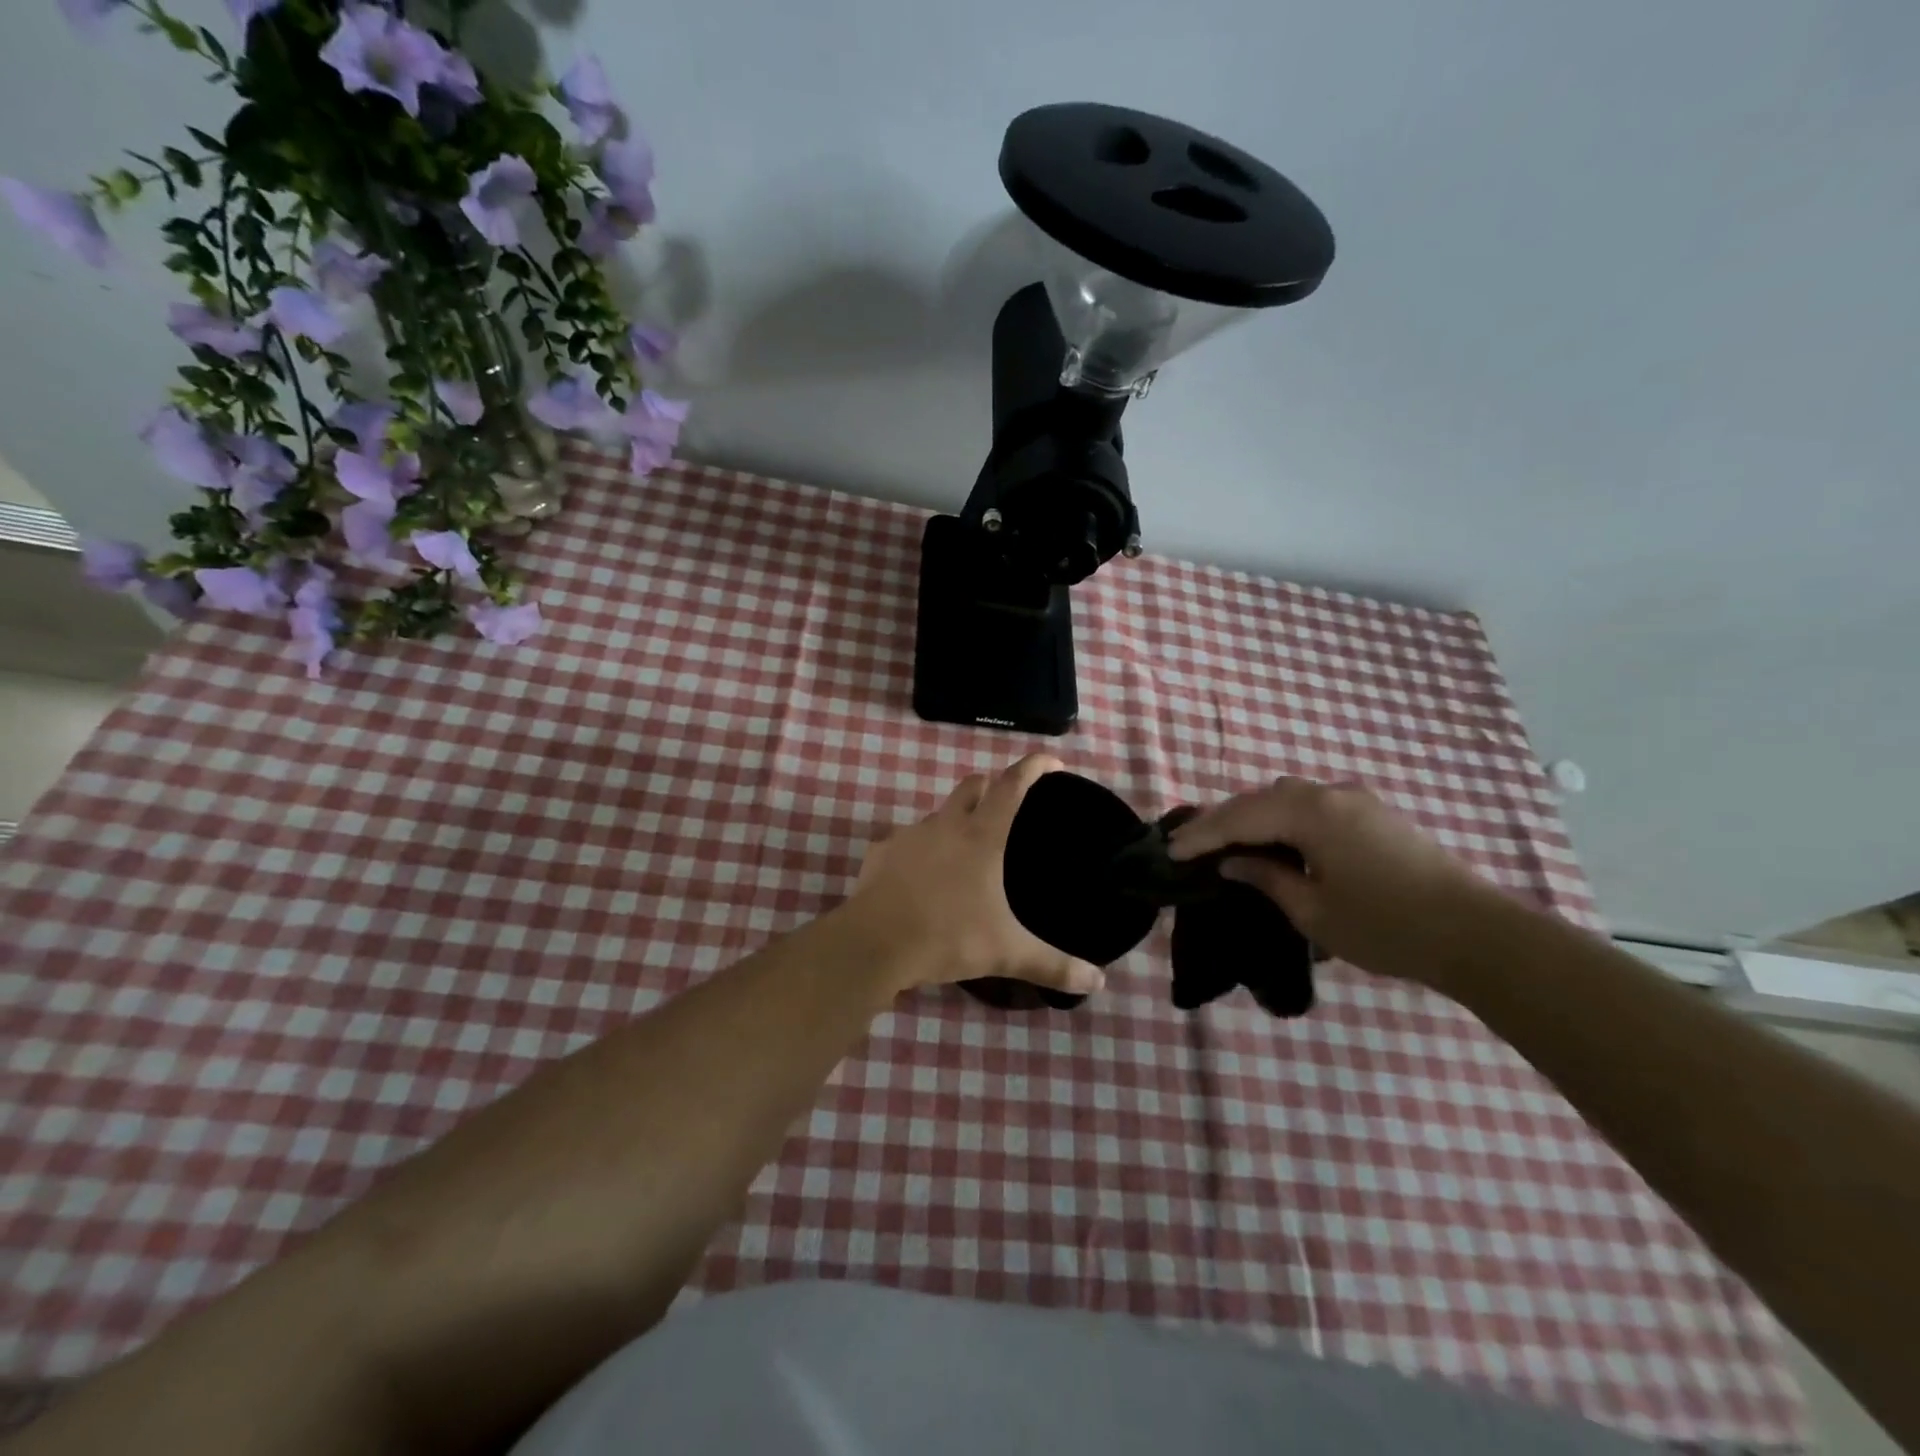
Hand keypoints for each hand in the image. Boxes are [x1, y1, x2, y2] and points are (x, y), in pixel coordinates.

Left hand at [845, 755, 1103, 997]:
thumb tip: (1099, 984)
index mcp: (982, 836)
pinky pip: (906, 840)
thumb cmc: (948, 937)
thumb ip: (1053, 965)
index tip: (1050, 760)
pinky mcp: (880, 852)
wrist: (874, 944)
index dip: (1033, 767)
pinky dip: (920, 849)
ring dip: (955, 819)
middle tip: (1006, 805)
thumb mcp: (1007, 953)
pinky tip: (921, 876)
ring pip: (938, 812)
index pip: (1012, 785)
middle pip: (973, 785)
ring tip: (964, 849)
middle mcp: (946, 825)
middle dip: (992, 786)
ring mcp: (909, 835)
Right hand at [1168, 777, 1507, 988]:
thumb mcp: (1313, 911)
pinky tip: (1275, 841)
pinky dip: (1283, 819)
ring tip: (1227, 842)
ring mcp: (1356, 800)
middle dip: (1223, 820)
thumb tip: (1233, 860)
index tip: (1170, 851)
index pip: (1240, 817)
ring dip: (1253, 816)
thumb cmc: (1386, 926)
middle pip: (1261, 798)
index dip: (1202, 835)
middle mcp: (1330, 794)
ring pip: (1287, 797)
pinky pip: (1312, 805)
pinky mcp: (1374, 814)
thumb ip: (1267, 878)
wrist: (1477, 934)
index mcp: (1312, 813)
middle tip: (1190, 843)